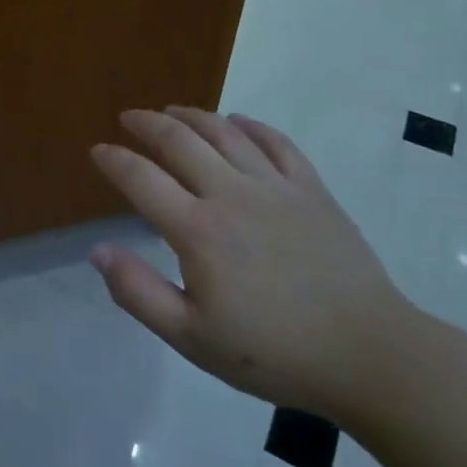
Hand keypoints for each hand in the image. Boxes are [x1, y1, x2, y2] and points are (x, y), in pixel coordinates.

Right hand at [89, 107, 417, 424]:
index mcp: (198, 230)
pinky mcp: (312, 189)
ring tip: (172, 110)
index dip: (114, 160)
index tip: (98, 151)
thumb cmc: (274, 353)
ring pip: (225, 132)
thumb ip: (139, 293)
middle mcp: (231, 194)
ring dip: (192, 115)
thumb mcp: (192, 338)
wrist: (369, 355)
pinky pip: (277, 143)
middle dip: (147, 123)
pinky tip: (237, 122)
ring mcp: (275, 187)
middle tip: (128, 117)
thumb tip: (98, 251)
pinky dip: (251, 125)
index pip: (141, 179)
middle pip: (179, 140)